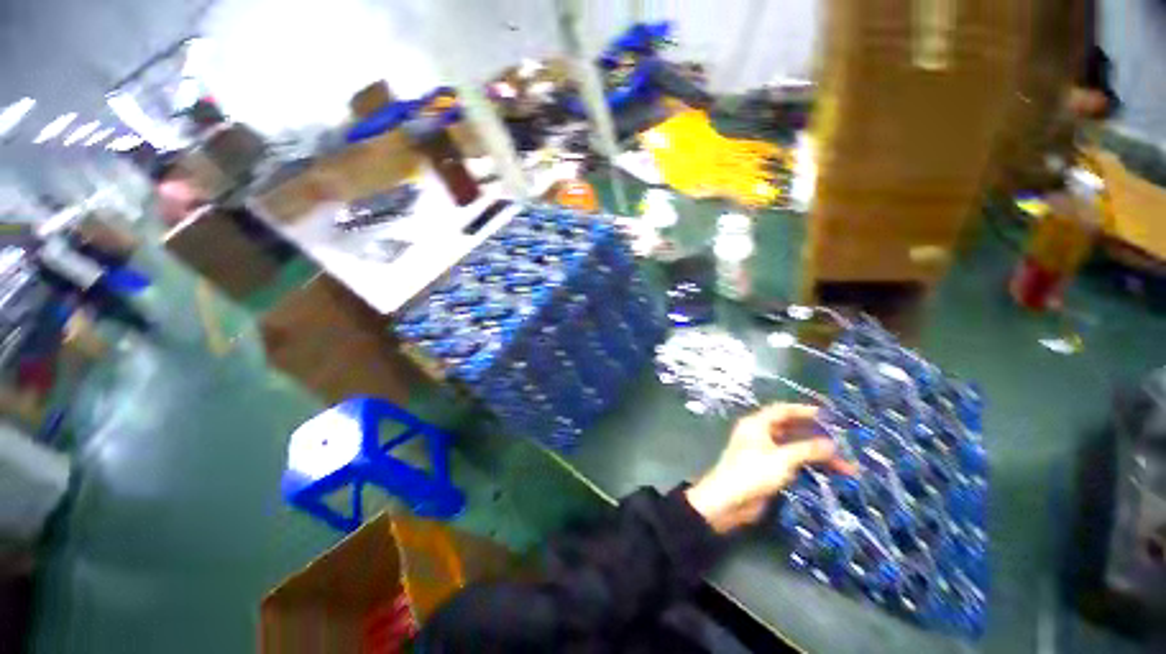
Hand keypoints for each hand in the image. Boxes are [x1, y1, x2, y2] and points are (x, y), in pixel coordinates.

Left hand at [685, 404, 855, 533]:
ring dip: (816, 456)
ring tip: (846, 467)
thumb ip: (807, 450)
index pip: (782, 411)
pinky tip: (828, 476)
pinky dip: (808, 467)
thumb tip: (832, 445)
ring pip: (794, 448)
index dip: (804, 411)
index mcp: (756, 424)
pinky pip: (792, 463)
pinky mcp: (767, 470)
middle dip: (816, 437)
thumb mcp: (782, 459)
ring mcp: (763, 453)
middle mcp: (759, 435)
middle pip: (790, 430)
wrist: (729, 501)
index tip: (828, 416)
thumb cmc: (752, 473)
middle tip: (843, 444)